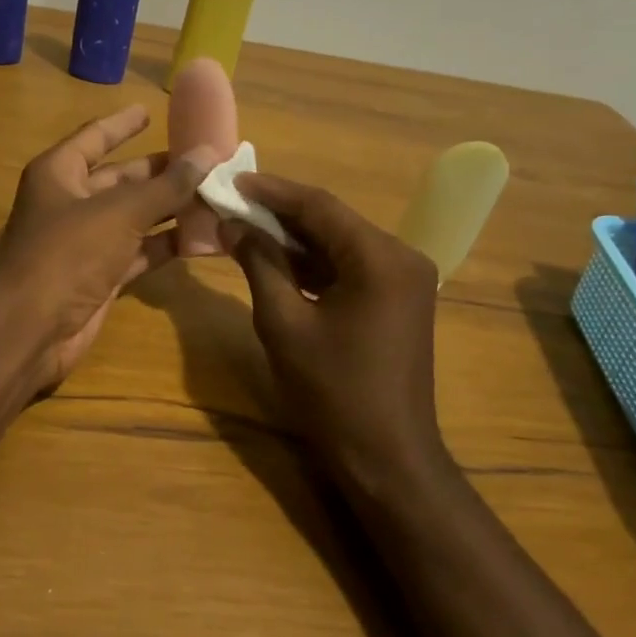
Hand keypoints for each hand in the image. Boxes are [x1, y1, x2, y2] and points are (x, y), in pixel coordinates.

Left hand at [0, 106, 216, 391]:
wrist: (31, 329)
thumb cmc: (68, 253)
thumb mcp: (120, 212)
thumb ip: (167, 185)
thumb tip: (208, 154)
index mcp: (60, 173)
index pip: (95, 138)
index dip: (122, 124)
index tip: (150, 110)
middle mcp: (70, 203)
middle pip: (120, 179)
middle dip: (159, 171)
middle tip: (204, 160)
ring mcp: (84, 243)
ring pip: (133, 217)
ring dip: (168, 209)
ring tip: (214, 194)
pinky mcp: (99, 277)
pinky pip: (138, 252)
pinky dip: (165, 245)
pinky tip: (201, 237)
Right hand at [223, 175, 444, 502]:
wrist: (385, 455)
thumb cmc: (332, 391)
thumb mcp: (284, 323)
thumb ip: (260, 264)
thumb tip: (232, 225)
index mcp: (380, 258)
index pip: (320, 206)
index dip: (272, 192)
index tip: (231, 181)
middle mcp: (401, 257)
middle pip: (332, 221)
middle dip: (280, 214)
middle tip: (232, 204)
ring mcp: (404, 280)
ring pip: (340, 244)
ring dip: (295, 239)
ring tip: (244, 228)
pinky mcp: (397, 300)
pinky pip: (350, 268)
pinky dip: (314, 264)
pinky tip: (276, 261)